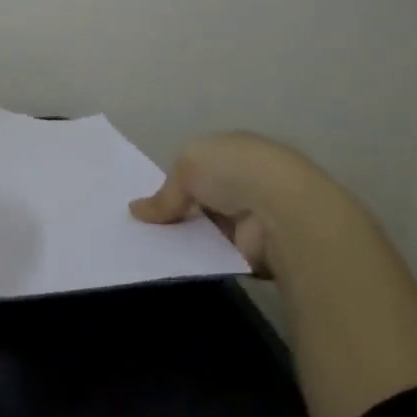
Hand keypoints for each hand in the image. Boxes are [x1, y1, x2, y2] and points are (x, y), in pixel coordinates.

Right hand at [130, 132, 323, 276]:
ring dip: (187, 237)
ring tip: (148, 250)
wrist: (281, 210)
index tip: (150, 202)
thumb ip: (164, 193)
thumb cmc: (234, 172)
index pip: (200, 166)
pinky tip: (172, 264)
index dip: (176, 181)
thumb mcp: (187, 166)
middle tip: (142, 229)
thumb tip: (136, 211)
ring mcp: (253, 216)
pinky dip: (199, 258)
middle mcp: (245, 181)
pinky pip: (216, 253)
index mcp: (234, 151)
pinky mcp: (254, 249)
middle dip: (178, 212)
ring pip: (207, 228)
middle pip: (202, 199)